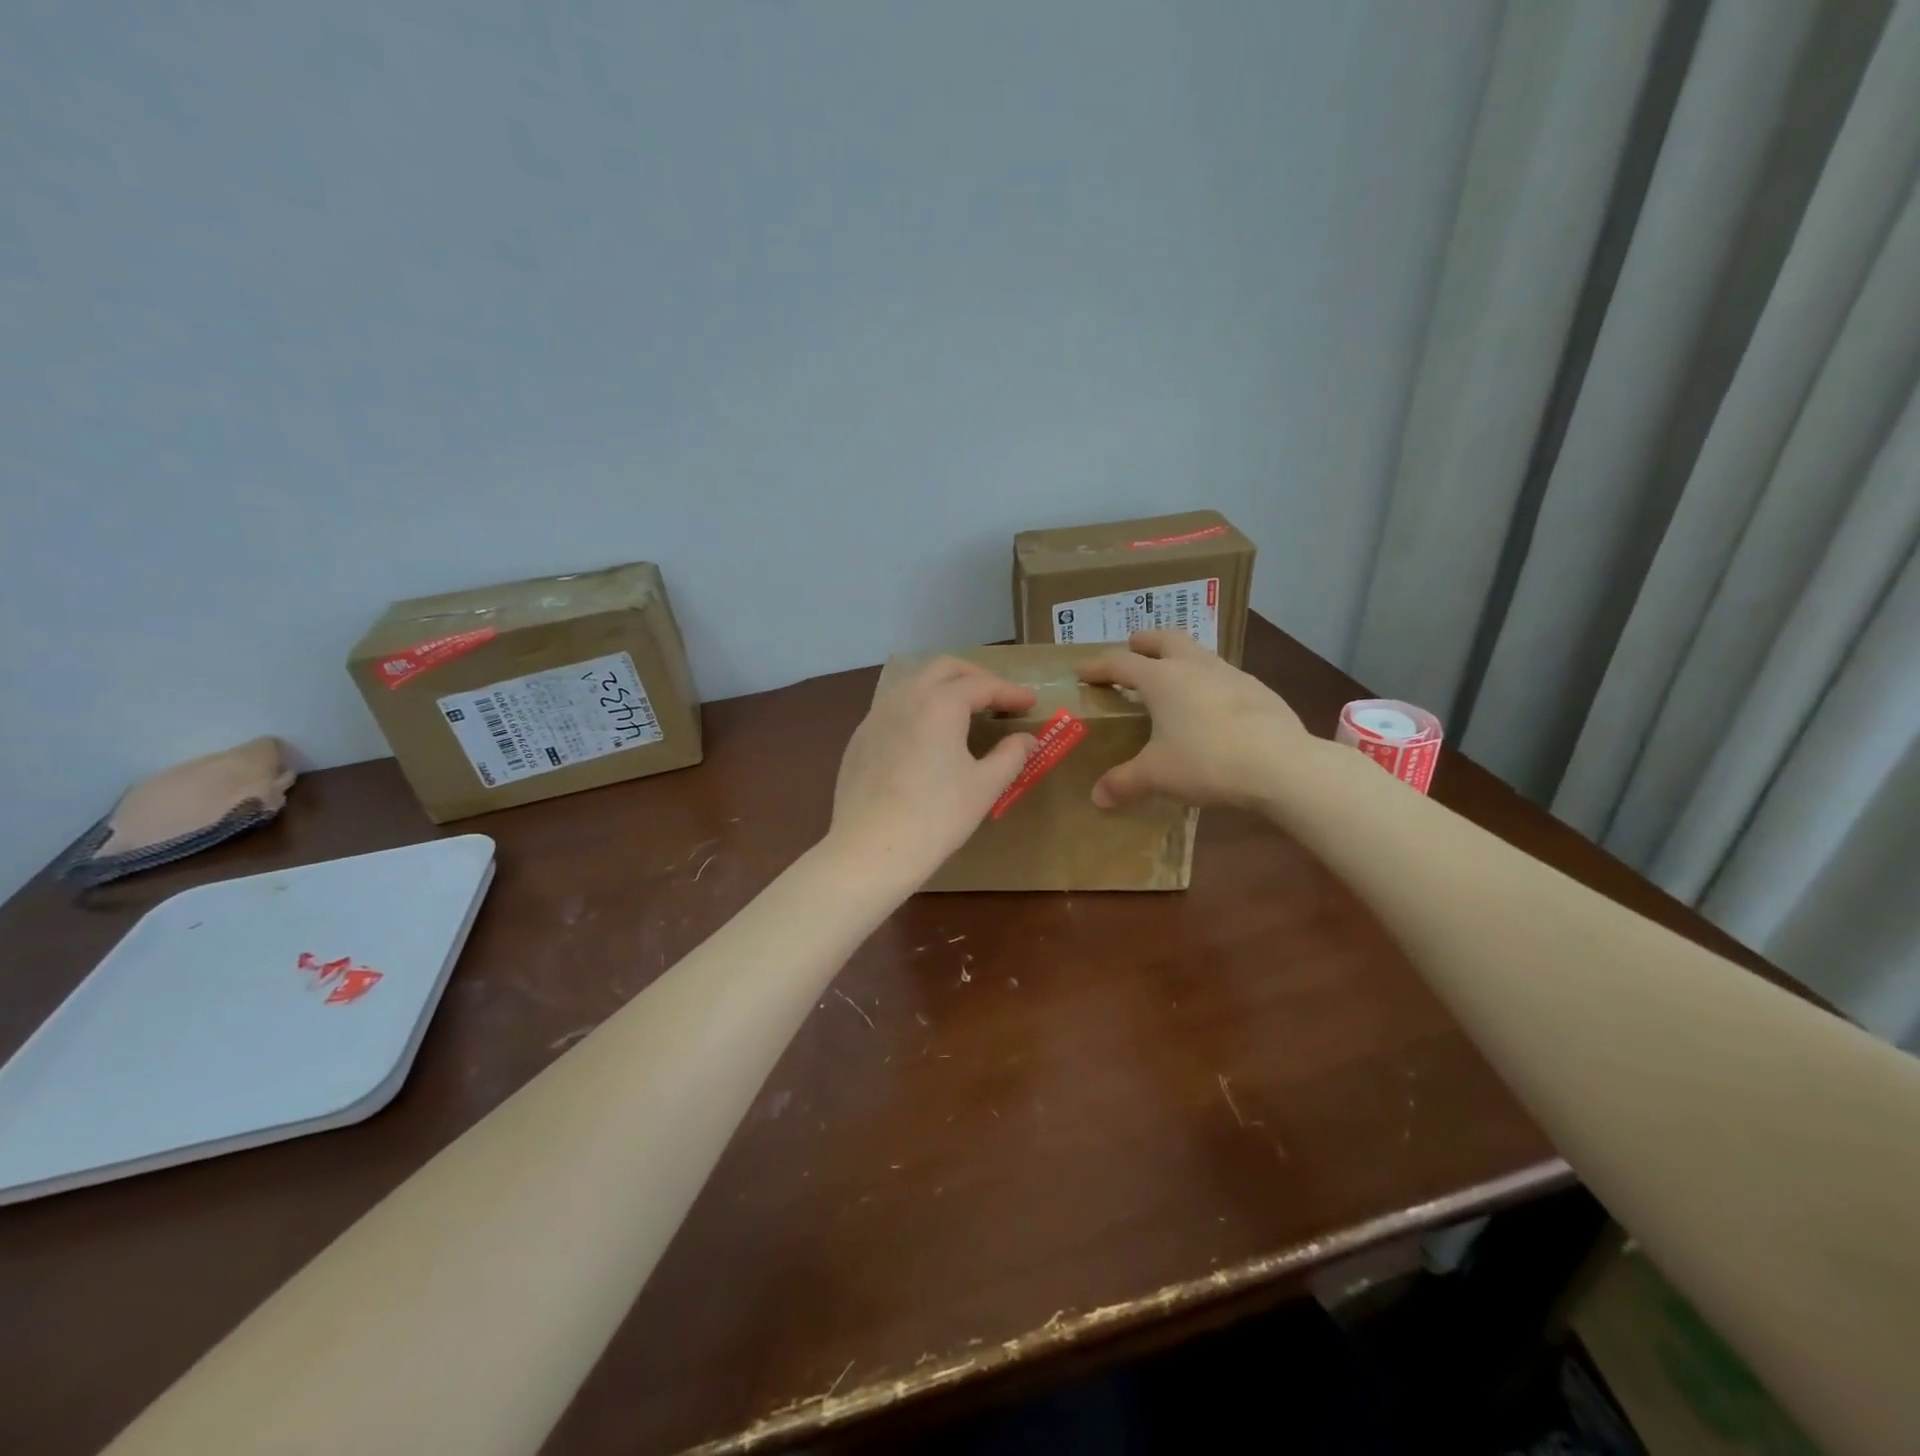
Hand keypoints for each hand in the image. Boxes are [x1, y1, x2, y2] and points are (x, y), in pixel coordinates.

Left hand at [827, 657, 1037, 887]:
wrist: (870, 850)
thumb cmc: (936, 817)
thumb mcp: (984, 786)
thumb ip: (1011, 755)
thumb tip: (1026, 739)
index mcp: (939, 703)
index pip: (983, 685)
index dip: (1010, 693)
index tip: (1031, 704)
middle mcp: (905, 697)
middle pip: (944, 669)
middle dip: (976, 677)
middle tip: (998, 699)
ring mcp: (876, 716)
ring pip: (914, 684)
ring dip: (944, 689)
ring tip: (965, 712)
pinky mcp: (860, 739)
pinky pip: (894, 708)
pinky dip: (919, 709)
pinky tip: (927, 737)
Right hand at [1077, 630, 1307, 808]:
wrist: (1281, 765)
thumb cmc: (1206, 761)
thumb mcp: (1157, 775)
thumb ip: (1124, 782)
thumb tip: (1098, 798)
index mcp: (1163, 679)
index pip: (1121, 663)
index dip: (1098, 666)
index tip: (1082, 670)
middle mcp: (1195, 666)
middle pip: (1166, 639)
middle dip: (1145, 641)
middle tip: (1133, 648)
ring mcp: (1231, 674)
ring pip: (1199, 653)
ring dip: (1180, 658)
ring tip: (1173, 679)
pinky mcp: (1259, 691)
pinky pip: (1224, 677)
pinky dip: (1208, 683)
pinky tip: (1211, 708)